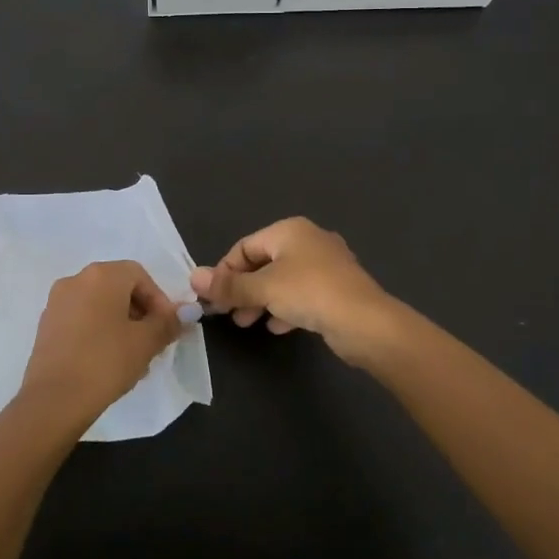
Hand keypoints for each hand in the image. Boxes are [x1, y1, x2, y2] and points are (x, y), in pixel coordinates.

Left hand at [15, 261, 183, 435]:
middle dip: (139, 312)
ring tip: (132, 356)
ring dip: (120, 323)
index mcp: (102, 275)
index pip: (139, 275)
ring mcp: (57, 302)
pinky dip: (98, 331)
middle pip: (118, 287)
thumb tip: (187, 312)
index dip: (158, 299)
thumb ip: (168, 322)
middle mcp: (76, 279)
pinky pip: (81, 319)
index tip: (167, 328)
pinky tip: (106, 361)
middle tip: (152, 342)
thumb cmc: (106, 362)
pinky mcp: (46, 325)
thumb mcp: (146, 343)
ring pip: (99, 305)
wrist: (54, 400)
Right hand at [188, 217, 402, 366]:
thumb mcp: (263, 288)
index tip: (212, 298)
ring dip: (261, 300)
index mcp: (289, 230)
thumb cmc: (310, 293)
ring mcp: (326, 264)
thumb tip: (193, 277)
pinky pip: (302, 294)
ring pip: (282, 279)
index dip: (224, 271)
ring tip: (247, 323)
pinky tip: (278, 327)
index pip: (245, 247)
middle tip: (227, 313)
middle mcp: (308, 240)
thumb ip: (229, 285)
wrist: (366, 323)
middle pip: (263, 262)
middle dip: (242, 288)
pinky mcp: (337, 289)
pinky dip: (285, 307)